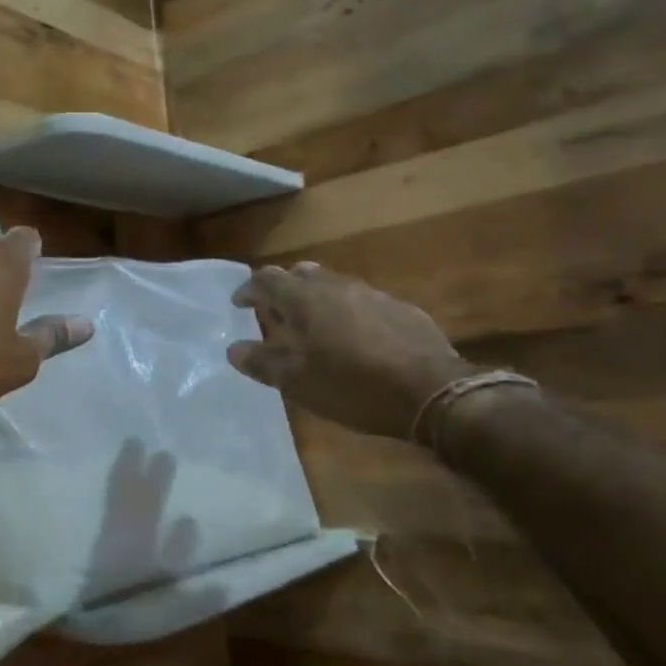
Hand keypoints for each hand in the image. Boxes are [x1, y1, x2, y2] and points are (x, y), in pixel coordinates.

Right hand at [228, 263, 472, 439]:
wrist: (431, 391)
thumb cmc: (353, 387)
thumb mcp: (299, 383)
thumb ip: (263, 363)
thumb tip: (234, 349)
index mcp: (305, 299)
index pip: (267, 278)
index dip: (249, 289)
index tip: (240, 304)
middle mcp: (337, 286)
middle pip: (301, 274)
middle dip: (283, 289)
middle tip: (275, 314)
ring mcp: (372, 293)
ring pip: (334, 284)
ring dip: (316, 299)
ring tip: (313, 326)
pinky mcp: (400, 308)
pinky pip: (362, 300)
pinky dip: (346, 311)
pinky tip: (354, 338)